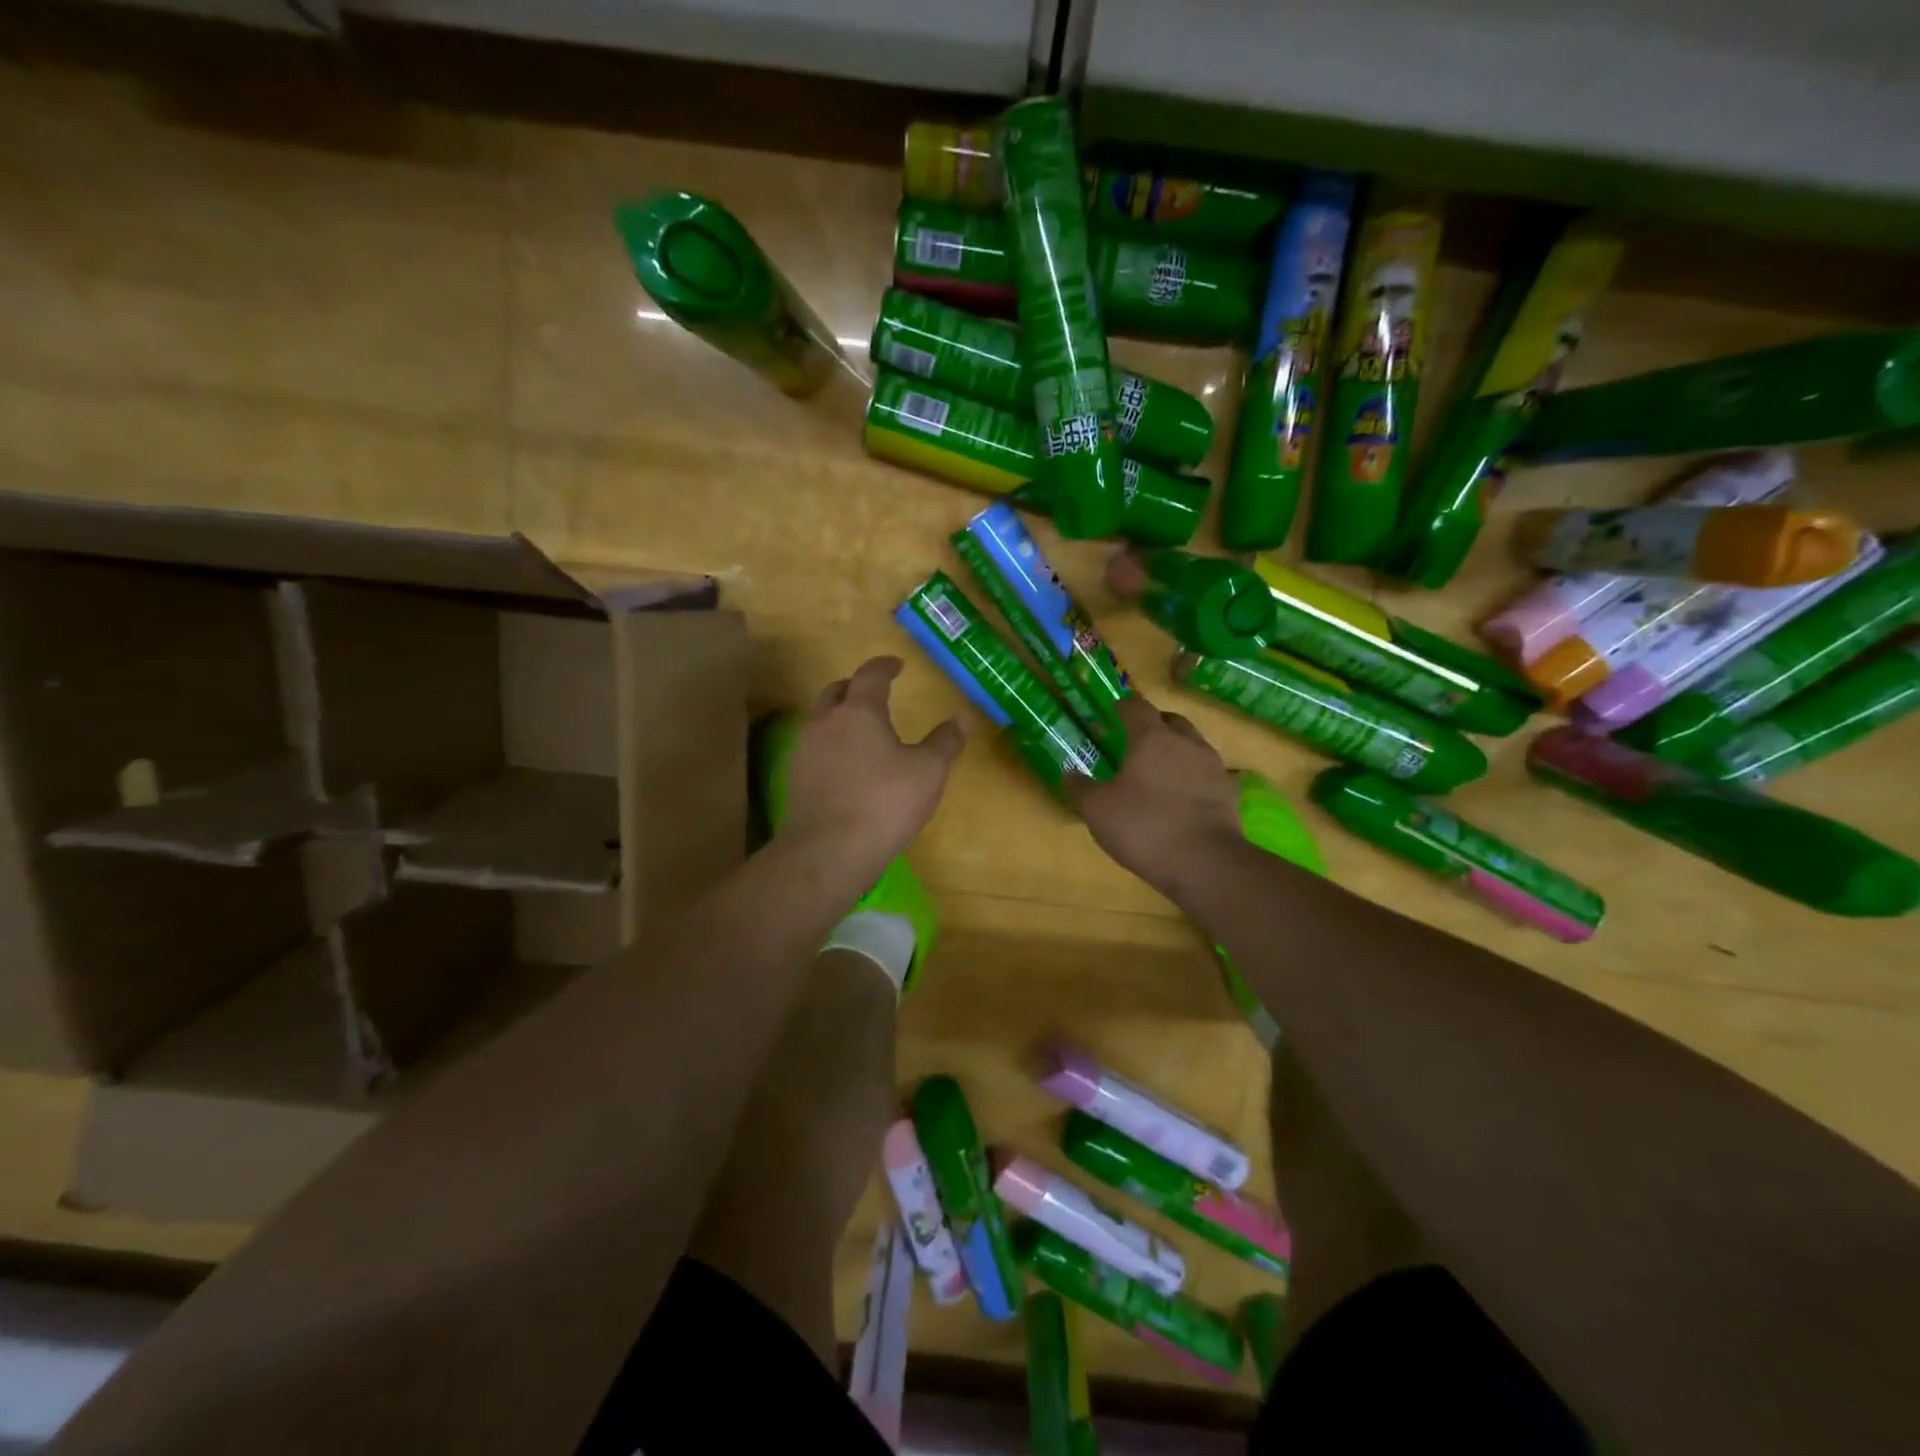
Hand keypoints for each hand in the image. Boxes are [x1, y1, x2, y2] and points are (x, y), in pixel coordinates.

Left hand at [782, 657, 964, 876]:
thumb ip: (945, 742)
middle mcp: (825, 722)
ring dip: (839, 716)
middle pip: (836, 691)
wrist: (829, 851)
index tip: (897, 665)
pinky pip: (813, 748)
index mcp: (859, 711)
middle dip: (855, 687)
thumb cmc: (885, 804)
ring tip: (861, 730)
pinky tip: (844, 765)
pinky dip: (830, 745)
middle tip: (875, 693)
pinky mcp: (794, 778)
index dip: (884, 666)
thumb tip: (962, 718)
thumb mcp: (928, 772)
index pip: (870, 675)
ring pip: (820, 719)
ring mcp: (804, 750)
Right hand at [1063, 695, 1242, 900]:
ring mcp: (1213, 766)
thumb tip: (1069, 773)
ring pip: (1193, 744)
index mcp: (1152, 738)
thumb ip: (1080, 788)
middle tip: (1137, 738)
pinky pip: (1208, 773)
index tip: (1115, 710)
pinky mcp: (1229, 792)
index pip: (1137, 708)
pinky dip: (1194, 776)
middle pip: (1171, 720)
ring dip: (1177, 749)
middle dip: (1154, 723)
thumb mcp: (1097, 810)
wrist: (1204, 862)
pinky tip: (1184, 793)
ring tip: (1161, 768)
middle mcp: (1186, 743)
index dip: (1124, 707)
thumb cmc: (1144, 826)